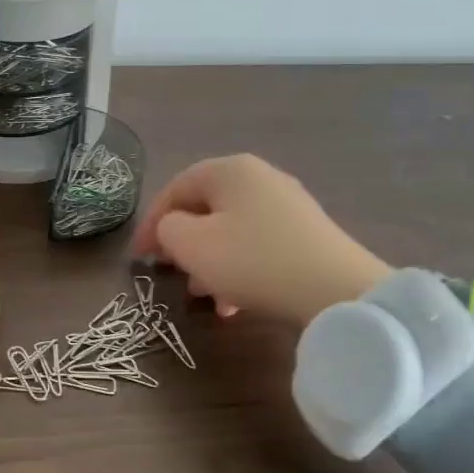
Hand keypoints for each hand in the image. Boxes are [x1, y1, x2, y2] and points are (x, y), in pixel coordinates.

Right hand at [130, 154, 389, 325]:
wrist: (336, 290)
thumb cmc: (252, 260)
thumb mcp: (191, 244)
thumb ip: (166, 228)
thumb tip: (172, 228)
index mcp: (229, 170)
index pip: (175, 188)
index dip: (150, 223)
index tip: (138, 257)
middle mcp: (260, 178)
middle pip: (205, 209)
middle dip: (182, 244)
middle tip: (170, 273)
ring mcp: (288, 205)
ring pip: (231, 231)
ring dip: (209, 263)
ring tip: (203, 296)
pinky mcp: (306, 235)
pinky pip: (258, 246)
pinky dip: (238, 269)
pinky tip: (235, 303)